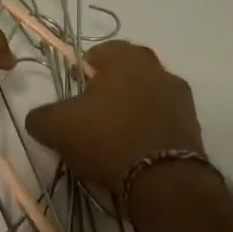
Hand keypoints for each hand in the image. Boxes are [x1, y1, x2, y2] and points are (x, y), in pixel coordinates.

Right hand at [25, 41, 206, 197]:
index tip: (73, 90)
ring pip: (146, 96)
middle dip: (108, 88)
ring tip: (111, 135)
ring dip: (129, 109)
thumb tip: (39, 118)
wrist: (164, 181)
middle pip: (126, 73)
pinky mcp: (193, 127)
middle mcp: (159, 70)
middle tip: (90, 112)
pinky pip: (161, 120)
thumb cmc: (106, 138)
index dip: (82, 69)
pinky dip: (146, 130)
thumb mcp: (56, 127)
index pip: (101, 51)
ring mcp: (181, 99)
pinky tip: (131, 150)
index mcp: (127, 59)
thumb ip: (41, 116)